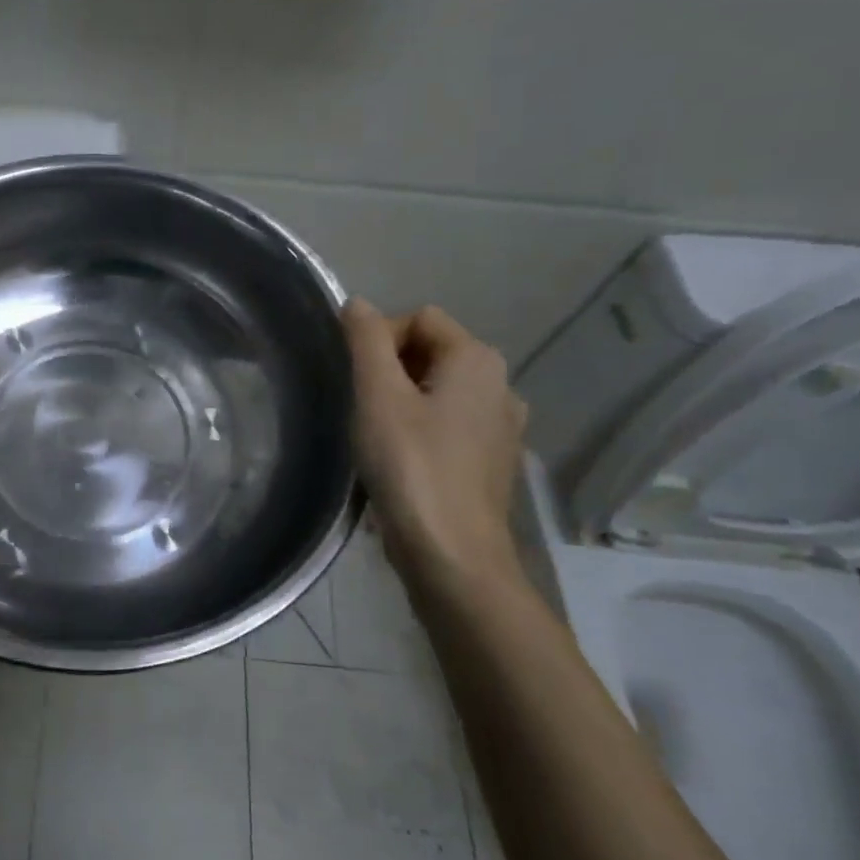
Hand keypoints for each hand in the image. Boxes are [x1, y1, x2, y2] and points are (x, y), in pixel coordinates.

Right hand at [342, 300, 527, 585]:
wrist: (453, 557)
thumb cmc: (411, 467)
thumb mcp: (377, 395)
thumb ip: (366, 341)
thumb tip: (357, 303)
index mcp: (478, 360)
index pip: (419, 318)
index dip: (379, 338)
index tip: (357, 381)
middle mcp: (501, 384)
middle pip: (431, 352)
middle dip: (390, 371)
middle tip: (363, 409)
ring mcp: (503, 426)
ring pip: (438, 390)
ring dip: (402, 402)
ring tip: (377, 437)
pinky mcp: (493, 461)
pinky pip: (449, 424)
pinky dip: (422, 430)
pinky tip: (401, 462)